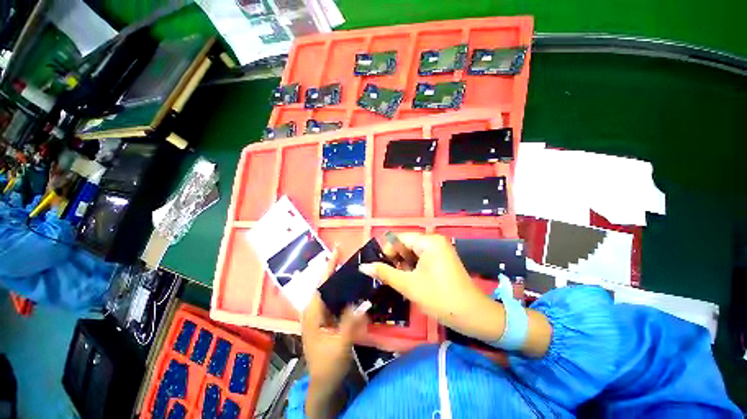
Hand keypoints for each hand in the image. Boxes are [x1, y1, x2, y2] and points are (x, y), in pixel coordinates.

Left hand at [302, 248, 365, 416]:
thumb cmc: (329, 365)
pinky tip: (351, 287)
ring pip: (330, 291)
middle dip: (334, 268)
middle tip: (348, 255)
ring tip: (351, 266)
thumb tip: (362, 301)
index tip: (338, 250)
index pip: (321, 284)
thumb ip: (350, 323)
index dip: (329, 266)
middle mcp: (313, 310)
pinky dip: (342, 290)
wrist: (324, 383)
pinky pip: (334, 299)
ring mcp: (319, 314)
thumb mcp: (341, 345)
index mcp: (313, 314)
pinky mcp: (325, 319)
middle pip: (325, 284)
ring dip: (339, 278)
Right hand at [359, 233, 504, 341]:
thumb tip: (364, 266)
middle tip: (389, 277)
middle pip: (406, 244)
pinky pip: (421, 257)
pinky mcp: (442, 258)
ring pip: (412, 252)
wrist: (473, 315)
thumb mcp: (409, 285)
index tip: (379, 268)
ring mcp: (439, 249)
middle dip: (396, 260)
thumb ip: (385, 273)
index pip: (399, 238)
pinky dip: (413, 267)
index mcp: (428, 241)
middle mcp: (434, 240)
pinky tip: (411, 280)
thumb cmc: (440, 298)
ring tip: (400, 281)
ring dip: (404, 265)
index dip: (387, 252)